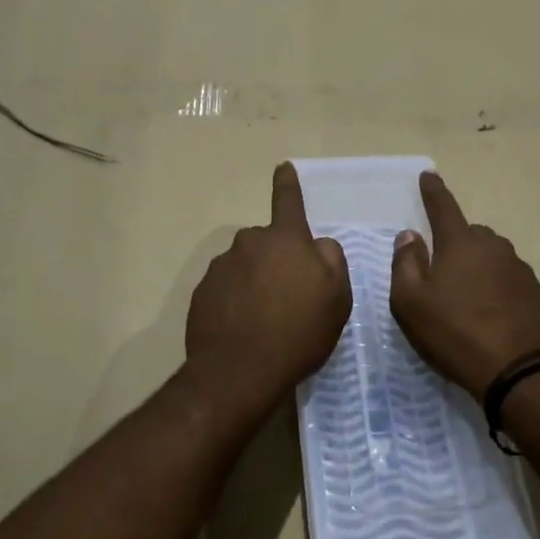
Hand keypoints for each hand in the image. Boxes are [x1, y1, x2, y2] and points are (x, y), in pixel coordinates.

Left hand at [185, 162, 351, 420]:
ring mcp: (221, 267)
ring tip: (267, 320)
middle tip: (292, 297)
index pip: (288, 201)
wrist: (239, 371)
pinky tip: (245, 328)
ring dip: (256, 282)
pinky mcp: (202, 293)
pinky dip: (236, 302)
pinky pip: (227, 289)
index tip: (283, 167)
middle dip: (279, 260)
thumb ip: (331, 260)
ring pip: (246, 266)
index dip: (289, 184)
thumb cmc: (298, 331)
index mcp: (284, 239)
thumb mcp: (337, 298)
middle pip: (268, 243)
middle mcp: (249, 243)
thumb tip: (317, 246)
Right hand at [391, 172, 539, 398]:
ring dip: (479, 269)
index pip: (443, 207)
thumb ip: (405, 263)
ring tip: (468, 300)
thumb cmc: (455, 333)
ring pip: (493, 258)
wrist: (520, 372)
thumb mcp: (410, 302)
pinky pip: (511, 282)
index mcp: (461, 244)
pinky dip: (499, 290)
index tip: (429, 174)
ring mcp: (521, 270)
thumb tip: (409, 236)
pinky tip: (493, 316)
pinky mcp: (538, 295)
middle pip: (471, 234)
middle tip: (443, 272)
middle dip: (456, 243)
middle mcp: (494, 248)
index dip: (433, 190)